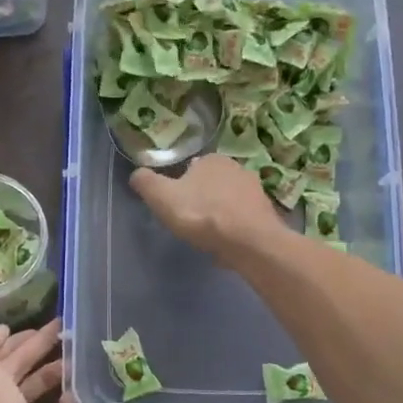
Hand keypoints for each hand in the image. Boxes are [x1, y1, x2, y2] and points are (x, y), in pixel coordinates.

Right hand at [130, 154, 284, 258]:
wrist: (250, 242)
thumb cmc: (202, 215)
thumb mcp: (162, 197)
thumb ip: (146, 183)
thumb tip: (136, 174)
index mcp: (213, 159)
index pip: (192, 167)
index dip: (181, 186)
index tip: (175, 206)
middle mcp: (238, 168)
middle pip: (211, 183)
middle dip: (201, 199)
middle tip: (189, 221)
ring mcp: (256, 191)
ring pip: (228, 201)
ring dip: (219, 214)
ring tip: (207, 235)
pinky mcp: (266, 214)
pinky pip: (242, 219)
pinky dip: (233, 228)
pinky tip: (226, 242)